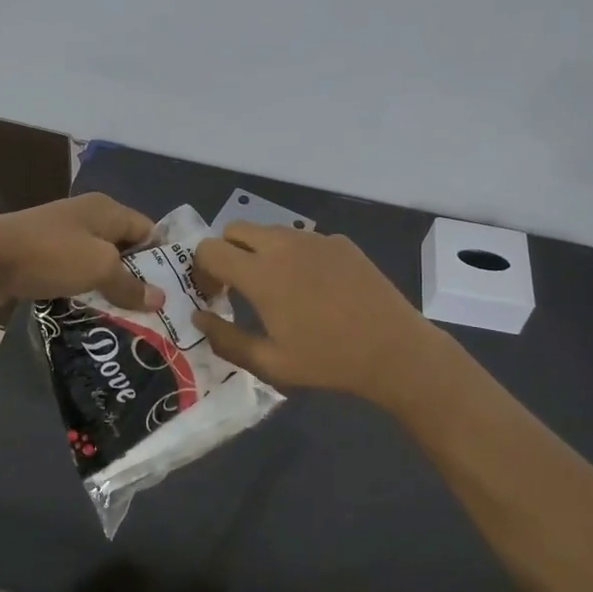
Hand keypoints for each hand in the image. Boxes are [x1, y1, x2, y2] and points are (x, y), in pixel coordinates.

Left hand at [0, 193, 162, 312]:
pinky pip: (75, 273)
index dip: (162, 258)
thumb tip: (159, 299)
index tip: (175, 290)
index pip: (148, 230)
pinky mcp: (43, 255)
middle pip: (125, 247)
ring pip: (99, 262)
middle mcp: (88, 217)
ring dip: (110, 287)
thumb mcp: (98, 268)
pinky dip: (85, 290)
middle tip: (155, 312)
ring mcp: (63, 235)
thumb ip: (130, 284)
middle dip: (138, 277)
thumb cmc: (50, 255)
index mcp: (106, 209)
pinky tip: (93, 314)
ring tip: (129, 319)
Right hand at [191, 223, 438, 406]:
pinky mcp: (340, 242)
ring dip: (259, 251)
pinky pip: (303, 239)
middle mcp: (283, 245)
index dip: (202, 268)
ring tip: (276, 287)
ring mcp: (315, 239)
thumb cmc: (327, 360)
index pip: (210, 249)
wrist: (393, 349)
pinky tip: (315, 288)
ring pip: (270, 231)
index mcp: (260, 273)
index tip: (213, 293)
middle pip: (236, 229)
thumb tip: (198, 317)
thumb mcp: (270, 363)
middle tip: (237, 286)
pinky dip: (294, 255)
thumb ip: (226, 339)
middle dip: (227, 252)